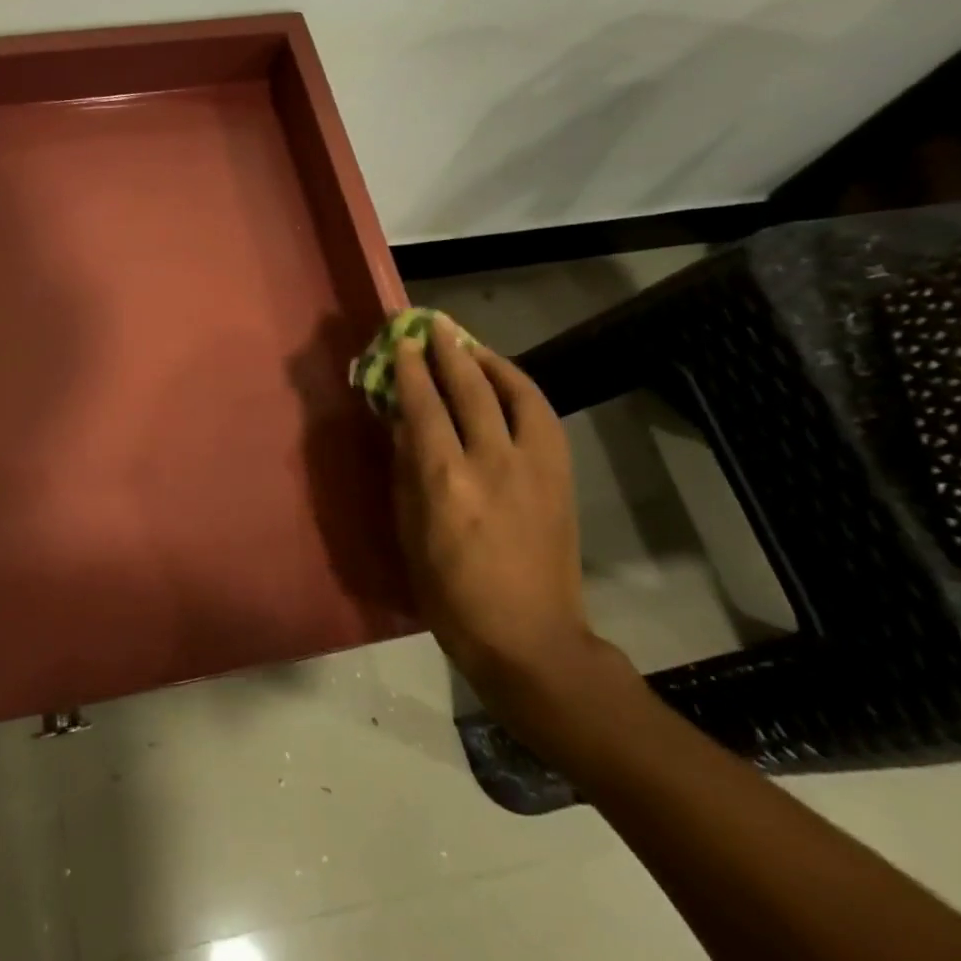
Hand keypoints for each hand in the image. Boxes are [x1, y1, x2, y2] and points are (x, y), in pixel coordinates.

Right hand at [390, 316, 615, 722]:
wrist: (528, 636)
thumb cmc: (450, 592)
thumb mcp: (409, 530)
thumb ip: (406, 468)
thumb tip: (403, 421)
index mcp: (445, 479)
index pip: (423, 405)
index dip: (409, 369)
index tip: (400, 342)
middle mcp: (492, 460)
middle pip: (469, 388)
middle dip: (448, 350)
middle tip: (432, 324)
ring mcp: (534, 466)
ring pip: (514, 393)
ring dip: (488, 361)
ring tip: (468, 343)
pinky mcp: (560, 475)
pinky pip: (542, 415)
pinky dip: (521, 388)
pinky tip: (507, 381)